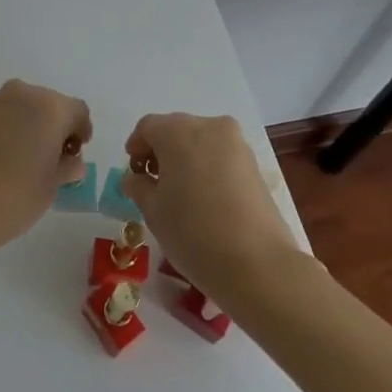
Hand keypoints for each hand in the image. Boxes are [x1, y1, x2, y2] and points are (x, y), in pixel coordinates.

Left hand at [0, 79, 91, 249]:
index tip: (76, 153)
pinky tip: (3, 156)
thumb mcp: (52, 185)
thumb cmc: (14, 197)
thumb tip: (70, 160)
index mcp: (50, 108)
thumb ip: (66, 166)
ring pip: (24, 106)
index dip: (81, 130)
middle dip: (56, 126)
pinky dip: (9, 127)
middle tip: (54, 157)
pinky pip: (2, 114)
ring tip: (26, 158)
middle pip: (50, 104)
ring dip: (31, 124)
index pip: (77, 111)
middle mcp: (23, 94)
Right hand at [119, 113, 301, 295]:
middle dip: (161, 151)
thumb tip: (135, 179)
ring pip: (201, 141)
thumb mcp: (153, 211)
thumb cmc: (193, 232)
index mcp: (178, 131)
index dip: (136, 146)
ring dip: (185, 158)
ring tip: (180, 193)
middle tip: (153, 182)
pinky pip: (221, 156)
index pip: (148, 127)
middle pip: (176, 130)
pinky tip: (204, 197)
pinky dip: (207, 167)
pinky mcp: (255, 165)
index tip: (133, 172)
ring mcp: (236, 144)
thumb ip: (138, 187)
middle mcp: (209, 127)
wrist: (258, 264)